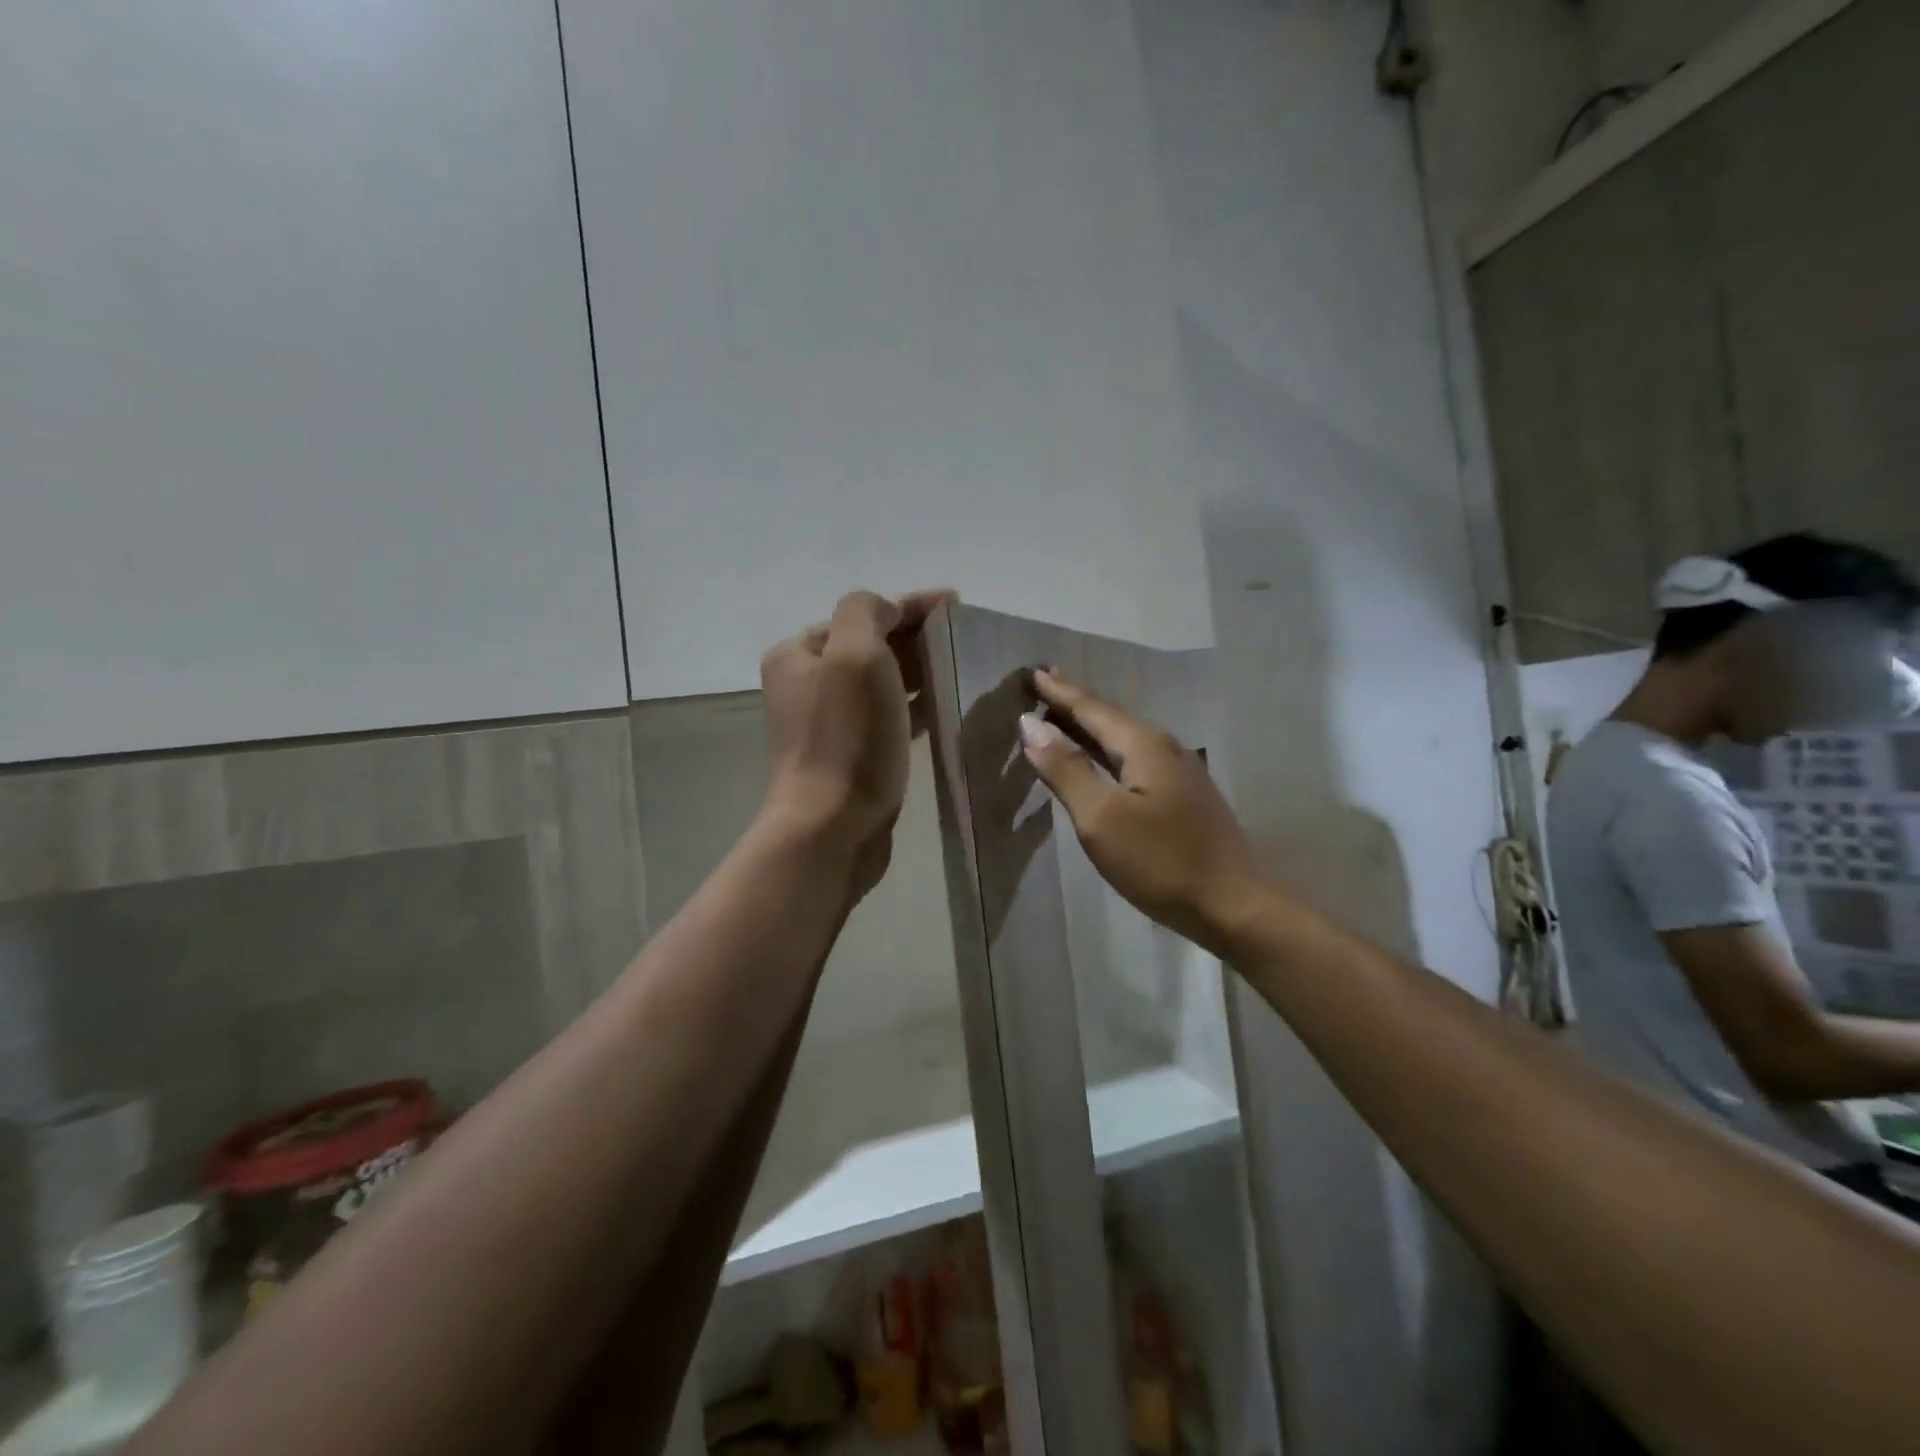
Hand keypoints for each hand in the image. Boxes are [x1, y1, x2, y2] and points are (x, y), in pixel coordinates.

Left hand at [760, 590, 951, 899]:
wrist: (832, 828)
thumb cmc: (846, 737)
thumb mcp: (855, 656)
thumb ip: (866, 613)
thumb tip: (886, 611)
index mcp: (799, 653)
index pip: (861, 613)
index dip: (910, 604)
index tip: (957, 605)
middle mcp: (807, 683)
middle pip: (870, 645)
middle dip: (915, 637)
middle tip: (963, 637)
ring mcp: (828, 722)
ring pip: (882, 682)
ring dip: (918, 670)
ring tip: (960, 666)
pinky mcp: (851, 754)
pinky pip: (888, 715)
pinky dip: (913, 705)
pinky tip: (943, 705)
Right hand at [1021, 669, 1261, 948]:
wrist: (1233, 906)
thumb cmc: (1160, 862)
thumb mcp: (1101, 818)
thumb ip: (1066, 769)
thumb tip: (1031, 725)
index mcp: (1143, 745)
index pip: (1092, 708)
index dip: (1059, 692)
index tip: (1033, 672)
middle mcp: (1165, 748)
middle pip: (1111, 718)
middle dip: (1075, 702)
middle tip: (1043, 686)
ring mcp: (1180, 773)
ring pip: (1124, 738)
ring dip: (1091, 726)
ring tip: (1063, 717)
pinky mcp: (1185, 797)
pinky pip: (1136, 759)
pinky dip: (1108, 751)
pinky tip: (1101, 761)